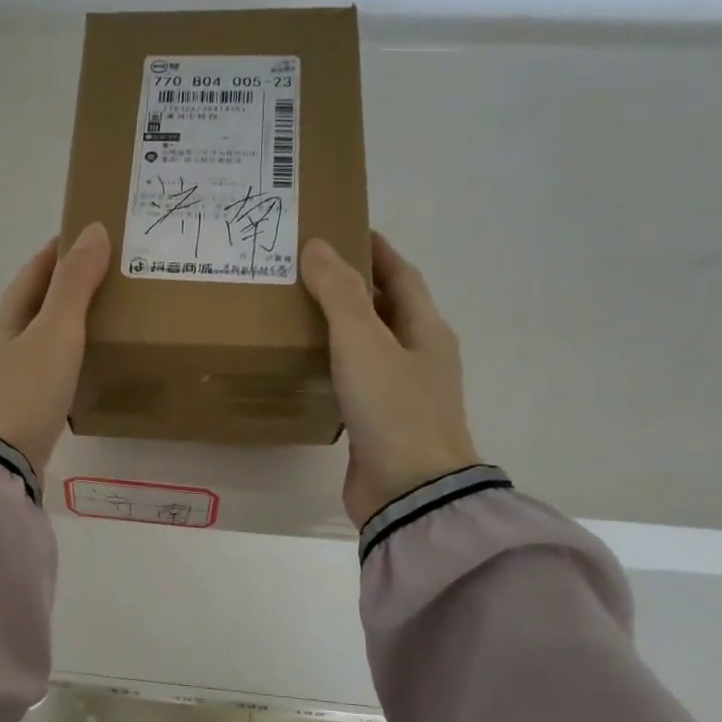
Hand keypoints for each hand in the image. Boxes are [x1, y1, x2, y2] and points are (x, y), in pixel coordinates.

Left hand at [0, 224, 111, 475]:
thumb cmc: (26, 392)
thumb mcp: (56, 333)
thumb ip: (75, 285)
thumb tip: (93, 230)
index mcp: (4, 316)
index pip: (35, 270)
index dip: (62, 250)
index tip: (94, 237)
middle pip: (35, 301)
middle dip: (68, 286)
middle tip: (113, 277)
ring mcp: (4, 375)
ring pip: (40, 335)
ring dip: (68, 321)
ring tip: (107, 317)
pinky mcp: (15, 404)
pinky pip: (44, 365)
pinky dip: (65, 354)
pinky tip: (85, 364)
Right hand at [301, 232, 481, 527]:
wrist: (409, 492)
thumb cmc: (393, 409)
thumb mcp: (363, 342)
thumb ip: (339, 293)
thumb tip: (317, 246)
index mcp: (426, 330)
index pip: (402, 276)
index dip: (376, 251)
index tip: (345, 229)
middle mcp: (419, 357)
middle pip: (386, 309)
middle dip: (353, 286)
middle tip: (306, 270)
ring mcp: (401, 393)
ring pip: (369, 346)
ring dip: (340, 326)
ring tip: (296, 310)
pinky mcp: (379, 423)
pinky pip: (354, 380)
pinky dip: (332, 364)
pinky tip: (304, 365)